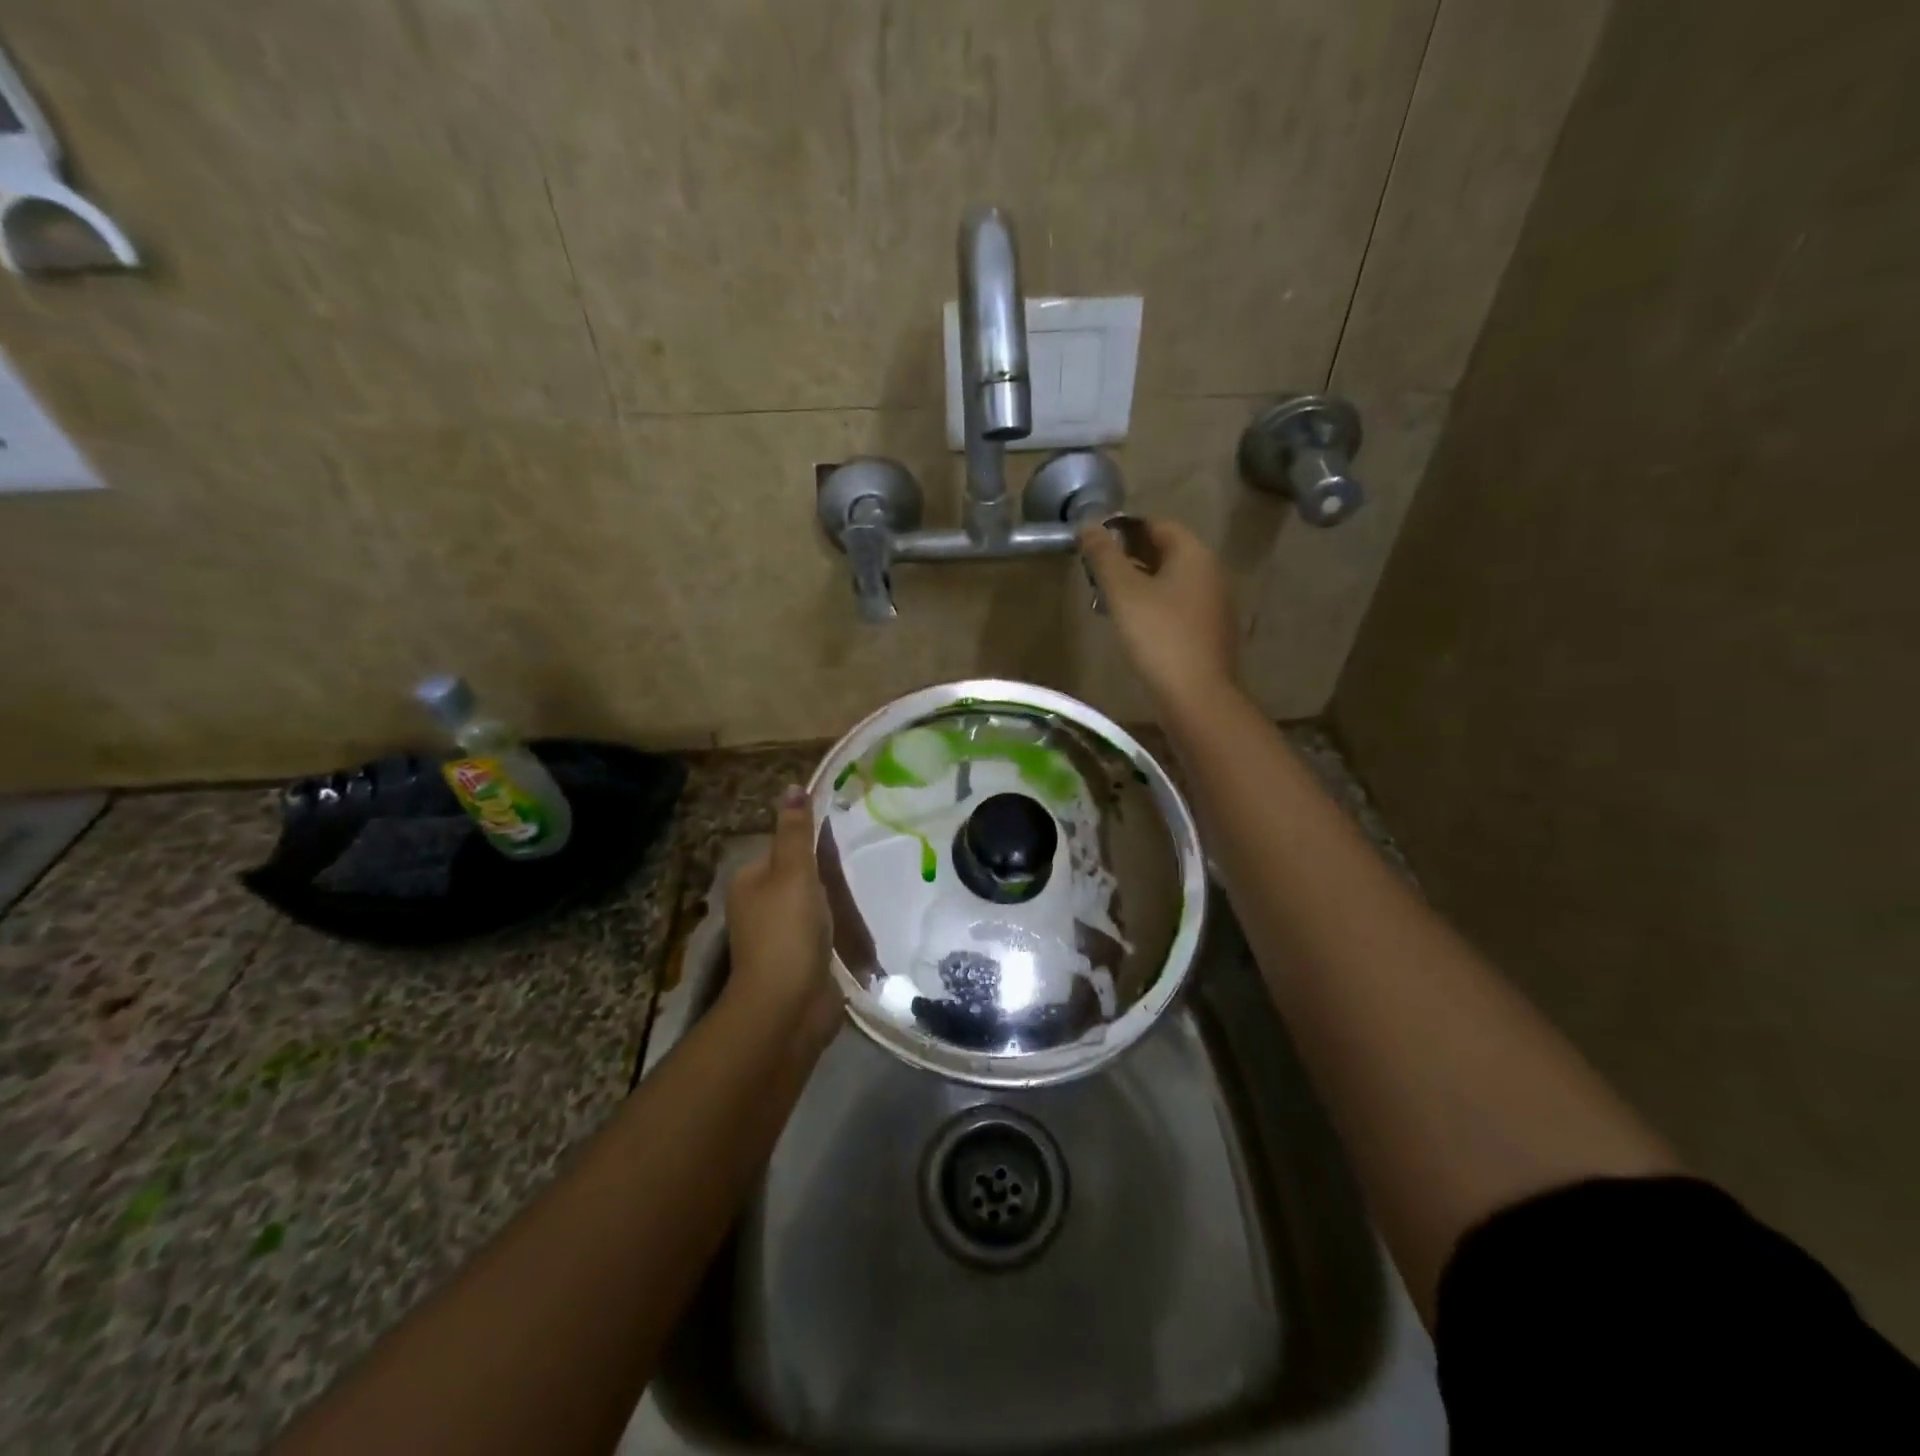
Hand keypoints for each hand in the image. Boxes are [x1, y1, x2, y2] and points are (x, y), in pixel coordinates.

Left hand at [723, 785, 840, 1047]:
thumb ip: (796, 832)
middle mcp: (759, 907)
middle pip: (797, 877)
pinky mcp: (801, 961)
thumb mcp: (793, 872)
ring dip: (834, 901)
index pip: (781, 848)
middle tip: (861, 859)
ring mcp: (779, 938)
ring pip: (812, 906)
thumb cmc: (787, 930)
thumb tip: (793, 787)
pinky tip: (861, 923)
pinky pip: (822, 933)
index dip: (809, 840)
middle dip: (825, 872)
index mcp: (749, 882)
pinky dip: (839, 928)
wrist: (789, 1005)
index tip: (843, 834)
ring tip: (867, 887)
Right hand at [1079, 519, 1238, 712]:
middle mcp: (1211, 572)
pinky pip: (1178, 606)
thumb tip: (1087, 524)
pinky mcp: (1209, 632)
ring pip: (1171, 582)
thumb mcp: (1123, 592)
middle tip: (1096, 572)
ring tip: (1108, 598)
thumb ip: (1104, 556)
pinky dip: (1154, 606)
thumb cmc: (1158, 636)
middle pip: (1166, 553)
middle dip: (1130, 557)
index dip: (1124, 529)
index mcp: (1194, 554)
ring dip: (1141, 584)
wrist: (1196, 695)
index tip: (1095, 543)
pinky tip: (1133, 625)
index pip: (1157, 525)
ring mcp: (1214, 604)